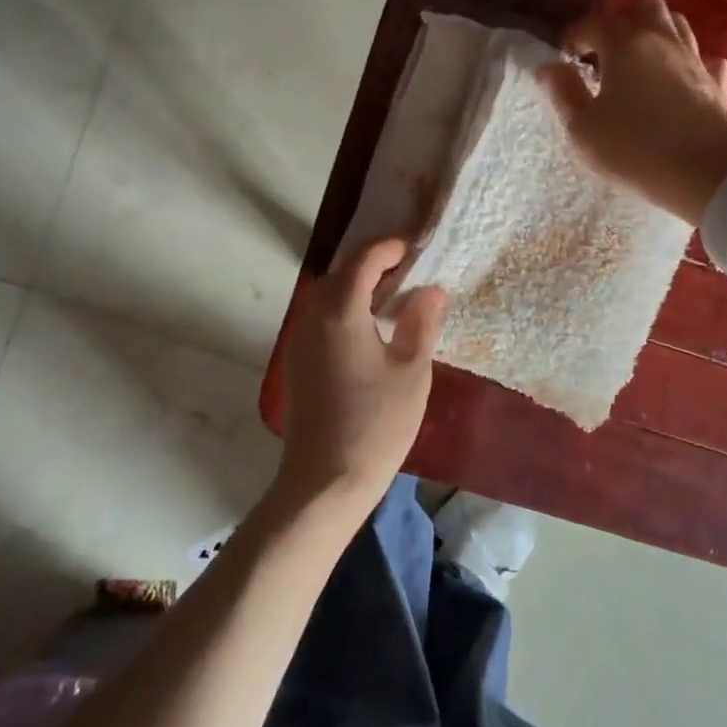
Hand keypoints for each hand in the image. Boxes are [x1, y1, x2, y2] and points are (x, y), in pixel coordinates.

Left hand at [280, 238, 447, 502]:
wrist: (325, 480)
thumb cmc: (376, 423)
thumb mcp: (411, 371)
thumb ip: (421, 323)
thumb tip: (431, 290)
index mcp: (340, 311)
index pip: (363, 260)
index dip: (389, 247)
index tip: (415, 247)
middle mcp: (312, 316)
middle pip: (340, 273)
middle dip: (372, 265)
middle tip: (408, 273)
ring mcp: (298, 340)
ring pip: (326, 296)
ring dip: (355, 288)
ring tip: (391, 300)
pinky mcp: (296, 362)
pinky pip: (319, 318)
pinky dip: (342, 310)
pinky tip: (367, 332)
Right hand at [542, 0, 726, 222]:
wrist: (705, 174)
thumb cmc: (634, 149)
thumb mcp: (582, 128)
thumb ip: (563, 92)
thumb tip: (548, 67)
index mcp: (625, 44)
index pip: (594, 22)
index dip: (575, 35)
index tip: (565, 56)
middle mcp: (662, 40)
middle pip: (644, 7)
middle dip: (621, 24)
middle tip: (604, 55)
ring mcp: (695, 59)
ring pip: (676, 25)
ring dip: (655, 35)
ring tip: (637, 64)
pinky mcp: (717, 83)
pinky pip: (704, 59)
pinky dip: (689, 63)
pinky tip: (680, 80)